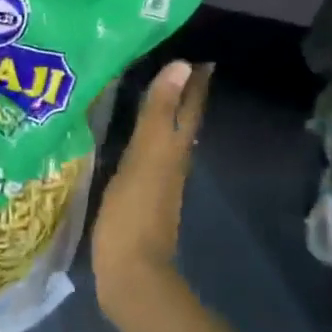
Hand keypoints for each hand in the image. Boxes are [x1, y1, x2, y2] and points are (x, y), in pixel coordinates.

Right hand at [90, 59, 211, 316]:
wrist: (131, 274)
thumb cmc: (134, 214)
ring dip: (166, 115)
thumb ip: (159, 114)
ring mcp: (157, 183)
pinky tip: (134, 139)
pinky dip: (147, 138)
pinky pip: (148, 156)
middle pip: (183, 122)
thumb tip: (182, 65)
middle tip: (180, 67)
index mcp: (174, 150)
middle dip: (184, 95)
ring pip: (168, 139)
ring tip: (155, 94)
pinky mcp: (140, 198)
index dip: (195, 83)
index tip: (200, 57)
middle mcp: (172, 163)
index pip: (190, 108)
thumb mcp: (145, 157)